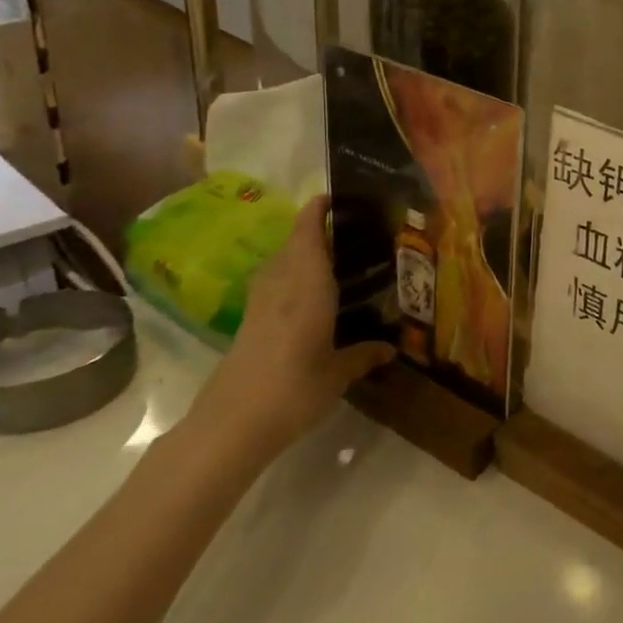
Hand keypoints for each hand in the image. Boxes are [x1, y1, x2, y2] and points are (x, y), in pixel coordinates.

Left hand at [187, 196, 386, 468]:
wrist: (231, 425)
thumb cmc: (293, 390)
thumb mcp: (338, 375)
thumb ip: (363, 355)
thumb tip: (391, 349)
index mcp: (308, 286)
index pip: (308, 232)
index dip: (318, 210)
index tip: (337, 197)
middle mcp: (282, 285)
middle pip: (293, 243)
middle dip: (315, 230)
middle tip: (351, 232)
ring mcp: (260, 304)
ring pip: (280, 263)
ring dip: (301, 253)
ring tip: (334, 259)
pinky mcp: (248, 323)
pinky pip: (274, 285)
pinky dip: (292, 277)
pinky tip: (310, 296)